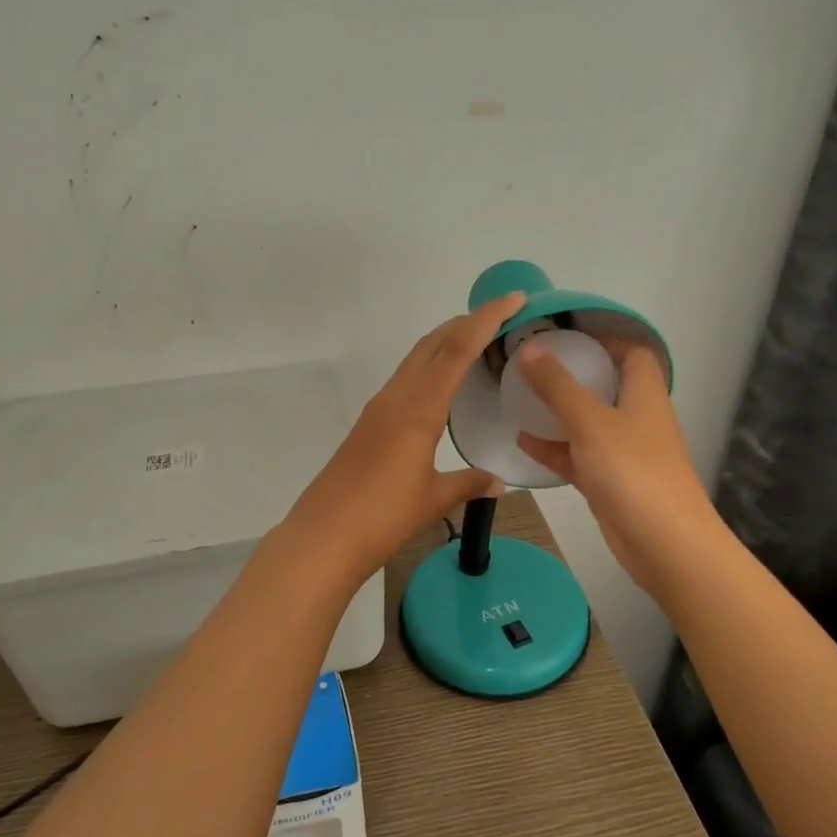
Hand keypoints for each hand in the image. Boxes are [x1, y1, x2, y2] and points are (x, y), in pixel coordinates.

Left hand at [283, 292, 527, 586]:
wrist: (323, 537)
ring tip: (476, 343)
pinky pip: (404, 381)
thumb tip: (498, 482)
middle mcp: (396, 398)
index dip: (486, 320)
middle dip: (465, 323)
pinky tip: (440, 387)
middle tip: (500, 317)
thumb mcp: (433, 499)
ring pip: (415, 360)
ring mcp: (378, 409)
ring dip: (445, 343)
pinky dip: (428, 369)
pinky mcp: (368, 425)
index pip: (457, 350)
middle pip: (432, 344)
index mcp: (419, 409)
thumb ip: (468, 483)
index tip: (513, 299)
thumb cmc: (383, 518)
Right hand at [514, 340, 720, 596]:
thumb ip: (557, 386)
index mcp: (644, 395)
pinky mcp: (610, 482)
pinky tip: (523, 441)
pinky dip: (555, 448)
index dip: (606, 338)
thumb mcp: (589, 421)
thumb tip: (529, 349)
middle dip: (574, 373)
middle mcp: (637, 418)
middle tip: (534, 363)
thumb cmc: (632, 471)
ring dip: (560, 411)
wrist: (664, 544)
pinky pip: (578, 456)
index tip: (567, 332)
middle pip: (608, 385)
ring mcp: (624, 452)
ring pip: (589, 422)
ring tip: (521, 397)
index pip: (633, 353)